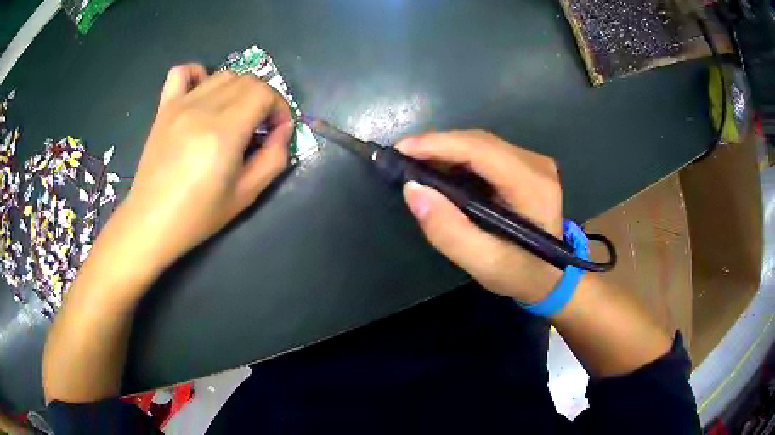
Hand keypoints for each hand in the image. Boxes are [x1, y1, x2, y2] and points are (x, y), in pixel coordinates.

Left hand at [124, 64, 293, 267]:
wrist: (151, 221)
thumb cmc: (197, 215)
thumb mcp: (246, 195)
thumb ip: (274, 158)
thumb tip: (282, 130)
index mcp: (224, 132)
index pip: (264, 93)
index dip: (279, 107)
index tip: (277, 130)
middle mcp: (202, 109)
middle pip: (247, 80)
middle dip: (263, 99)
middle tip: (259, 127)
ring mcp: (180, 105)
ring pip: (222, 75)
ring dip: (238, 90)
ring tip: (234, 116)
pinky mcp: (164, 107)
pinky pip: (182, 72)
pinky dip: (198, 74)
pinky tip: (203, 94)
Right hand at [397, 130, 563, 302]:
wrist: (552, 277)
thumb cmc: (522, 274)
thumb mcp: (485, 264)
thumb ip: (449, 231)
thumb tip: (413, 190)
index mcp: (533, 186)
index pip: (482, 151)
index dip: (439, 144)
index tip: (402, 150)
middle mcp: (537, 165)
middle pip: (479, 141)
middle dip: (437, 145)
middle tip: (402, 159)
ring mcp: (534, 162)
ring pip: (481, 143)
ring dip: (446, 150)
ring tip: (415, 164)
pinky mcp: (526, 166)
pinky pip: (486, 152)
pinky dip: (458, 158)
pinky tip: (439, 169)